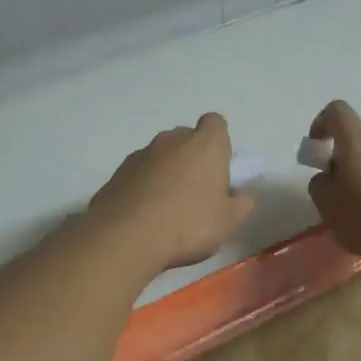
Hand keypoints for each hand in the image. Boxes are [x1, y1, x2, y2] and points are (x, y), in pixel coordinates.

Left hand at [89, 113, 255, 273]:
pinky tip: (145, 216)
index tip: (219, 169)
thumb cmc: (188, 224)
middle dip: (193, 159)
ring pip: (161, 157)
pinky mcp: (117, 172)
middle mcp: (172, 140)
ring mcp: (141, 154)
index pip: (215, 123)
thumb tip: (241, 195)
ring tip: (168, 210)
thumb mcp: (230, 221)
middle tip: (197, 193)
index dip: (220, 143)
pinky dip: (144, 187)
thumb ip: (243, 203)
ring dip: (167, 173)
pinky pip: (139, 174)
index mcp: (205, 144)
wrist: (126, 237)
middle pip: (187, 139)